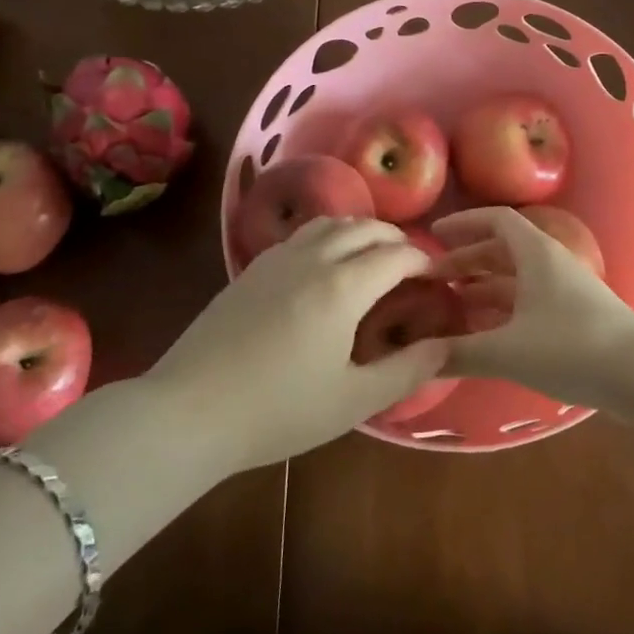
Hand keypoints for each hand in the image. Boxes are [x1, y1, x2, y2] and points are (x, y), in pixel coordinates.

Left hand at [147, 219, 447, 471]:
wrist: (188, 410)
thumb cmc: (278, 410)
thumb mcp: (352, 401)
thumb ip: (406, 370)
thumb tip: (445, 345)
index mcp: (343, 286)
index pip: (397, 254)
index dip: (424, 262)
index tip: (437, 279)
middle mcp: (314, 258)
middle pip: (366, 228)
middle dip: (396, 239)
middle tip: (410, 267)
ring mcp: (279, 257)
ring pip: (332, 222)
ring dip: (361, 231)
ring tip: (371, 257)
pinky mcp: (253, 267)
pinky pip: (303, 233)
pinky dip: (329, 236)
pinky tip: (324, 266)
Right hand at [433, 206, 633, 407]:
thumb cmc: (572, 347)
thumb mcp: (508, 350)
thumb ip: (459, 352)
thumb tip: (415, 357)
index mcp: (536, 253)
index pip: (496, 220)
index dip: (463, 223)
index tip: (432, 235)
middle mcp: (550, 263)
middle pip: (502, 250)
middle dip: (466, 260)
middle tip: (433, 280)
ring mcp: (565, 290)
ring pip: (515, 278)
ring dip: (483, 287)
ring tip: (450, 307)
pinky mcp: (575, 317)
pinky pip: (528, 302)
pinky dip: (502, 310)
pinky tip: (484, 334)